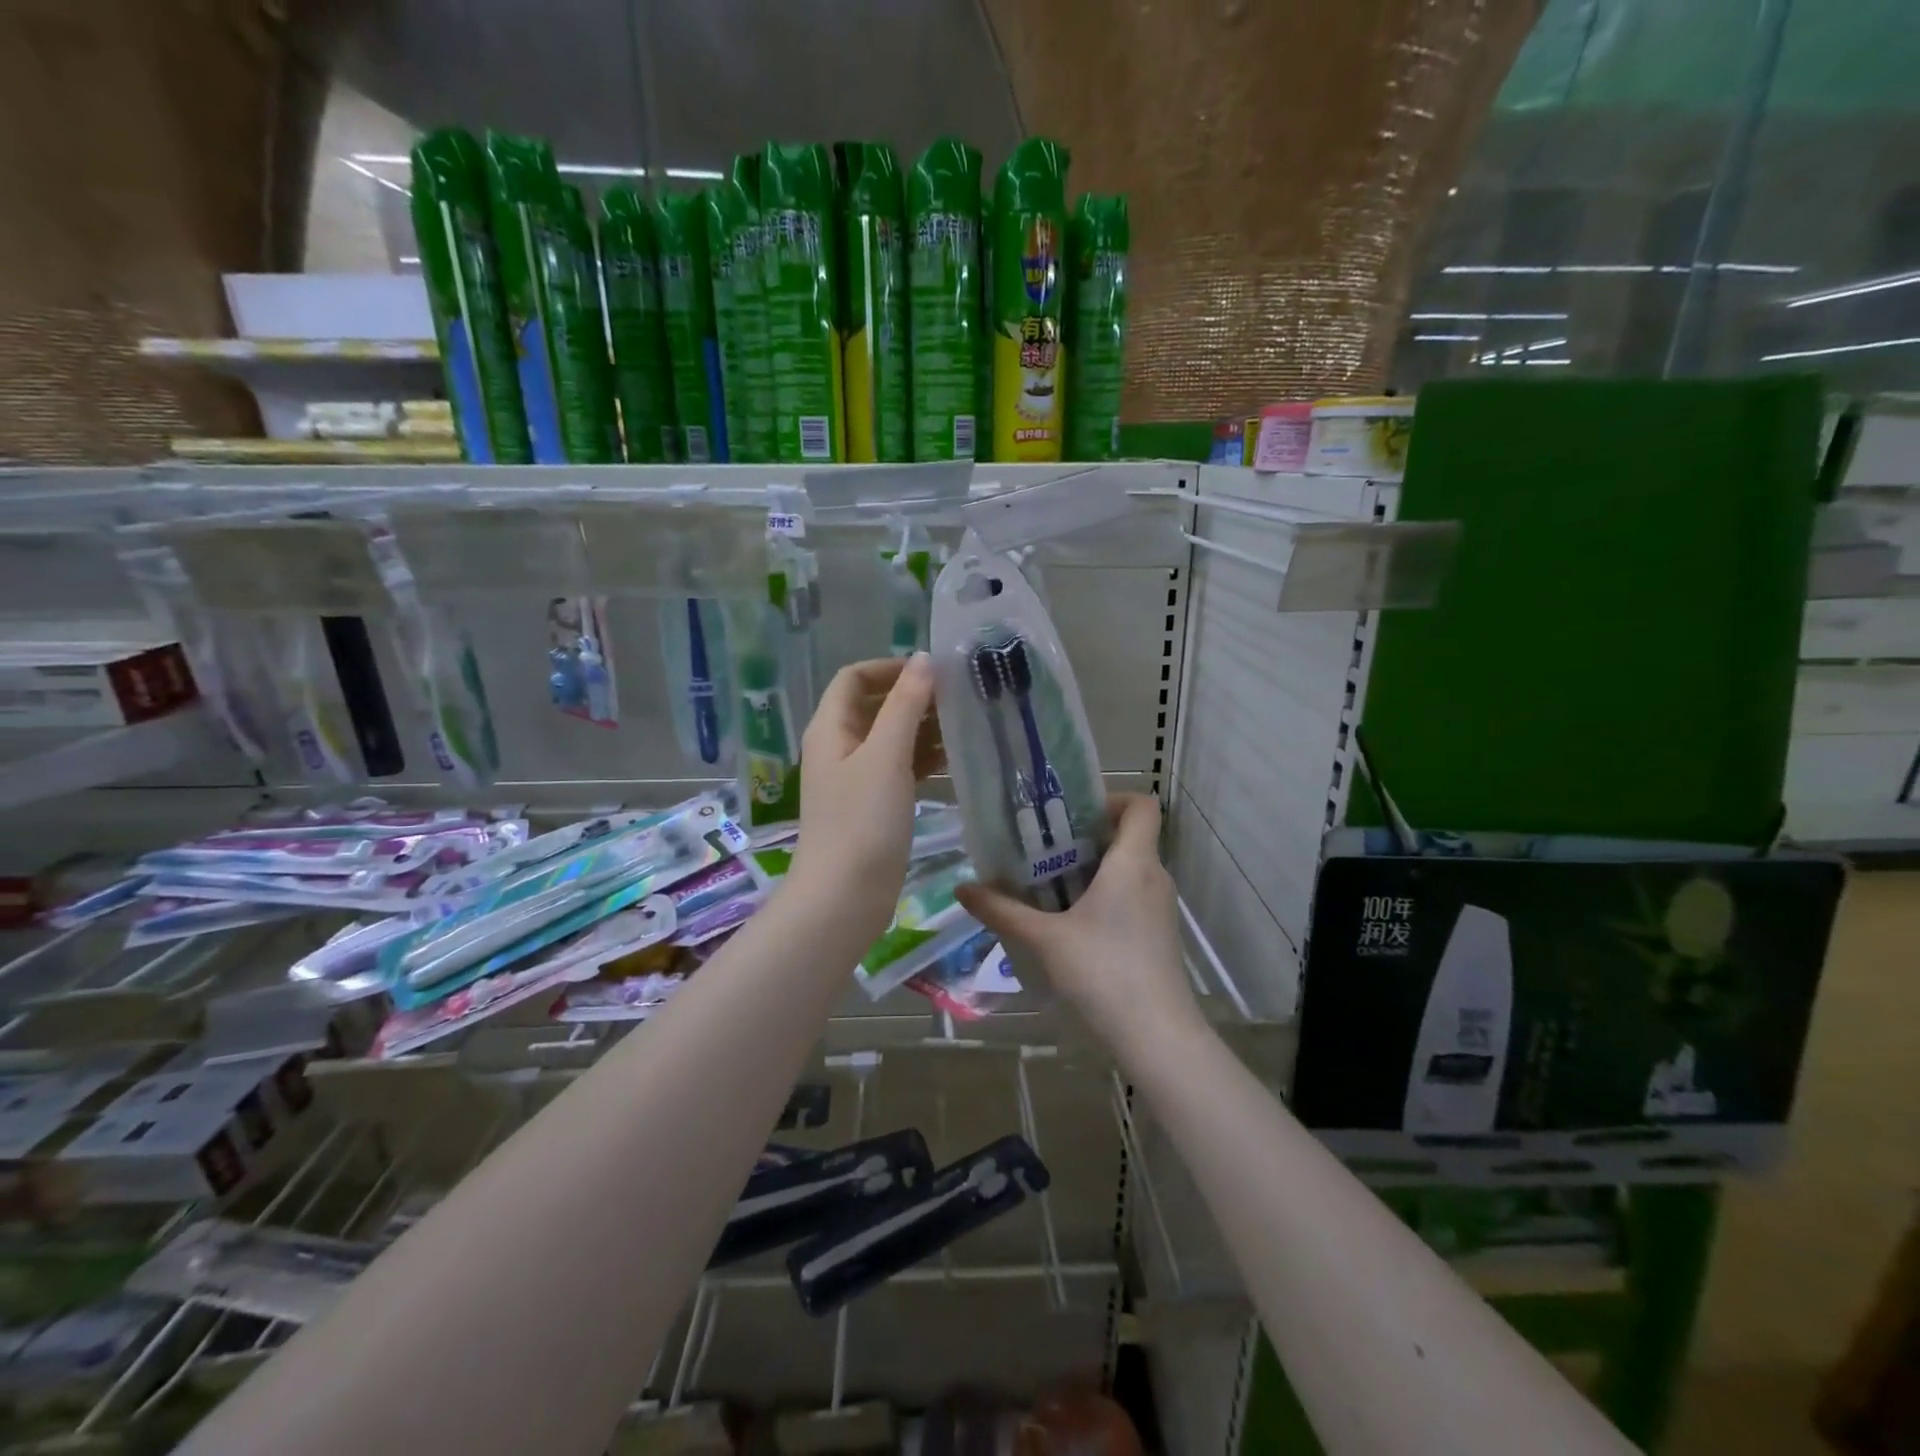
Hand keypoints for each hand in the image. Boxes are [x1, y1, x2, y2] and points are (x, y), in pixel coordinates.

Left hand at [789, 655, 943, 939]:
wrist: (844, 897)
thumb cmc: (862, 821)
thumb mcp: (886, 756)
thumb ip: (905, 705)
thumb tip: (924, 659)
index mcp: (831, 728)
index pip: (855, 678)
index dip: (891, 668)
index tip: (933, 672)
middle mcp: (839, 747)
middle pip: (875, 706)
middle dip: (914, 698)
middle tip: (960, 699)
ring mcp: (855, 779)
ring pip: (891, 739)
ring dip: (923, 729)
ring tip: (966, 727)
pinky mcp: (872, 806)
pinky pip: (899, 769)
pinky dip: (923, 760)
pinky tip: (956, 762)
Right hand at [955, 794, 1201, 1058]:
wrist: (1157, 1036)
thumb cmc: (1104, 972)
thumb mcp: (1045, 940)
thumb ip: (1003, 911)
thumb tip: (963, 889)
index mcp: (1134, 862)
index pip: (1141, 805)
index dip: (1111, 799)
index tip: (1072, 816)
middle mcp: (1155, 877)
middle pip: (1129, 837)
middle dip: (1086, 838)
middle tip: (1043, 850)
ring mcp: (1161, 908)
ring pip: (1130, 870)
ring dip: (1093, 870)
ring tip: (1049, 886)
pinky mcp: (1160, 935)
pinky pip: (1133, 897)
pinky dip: (1105, 897)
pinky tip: (1072, 925)